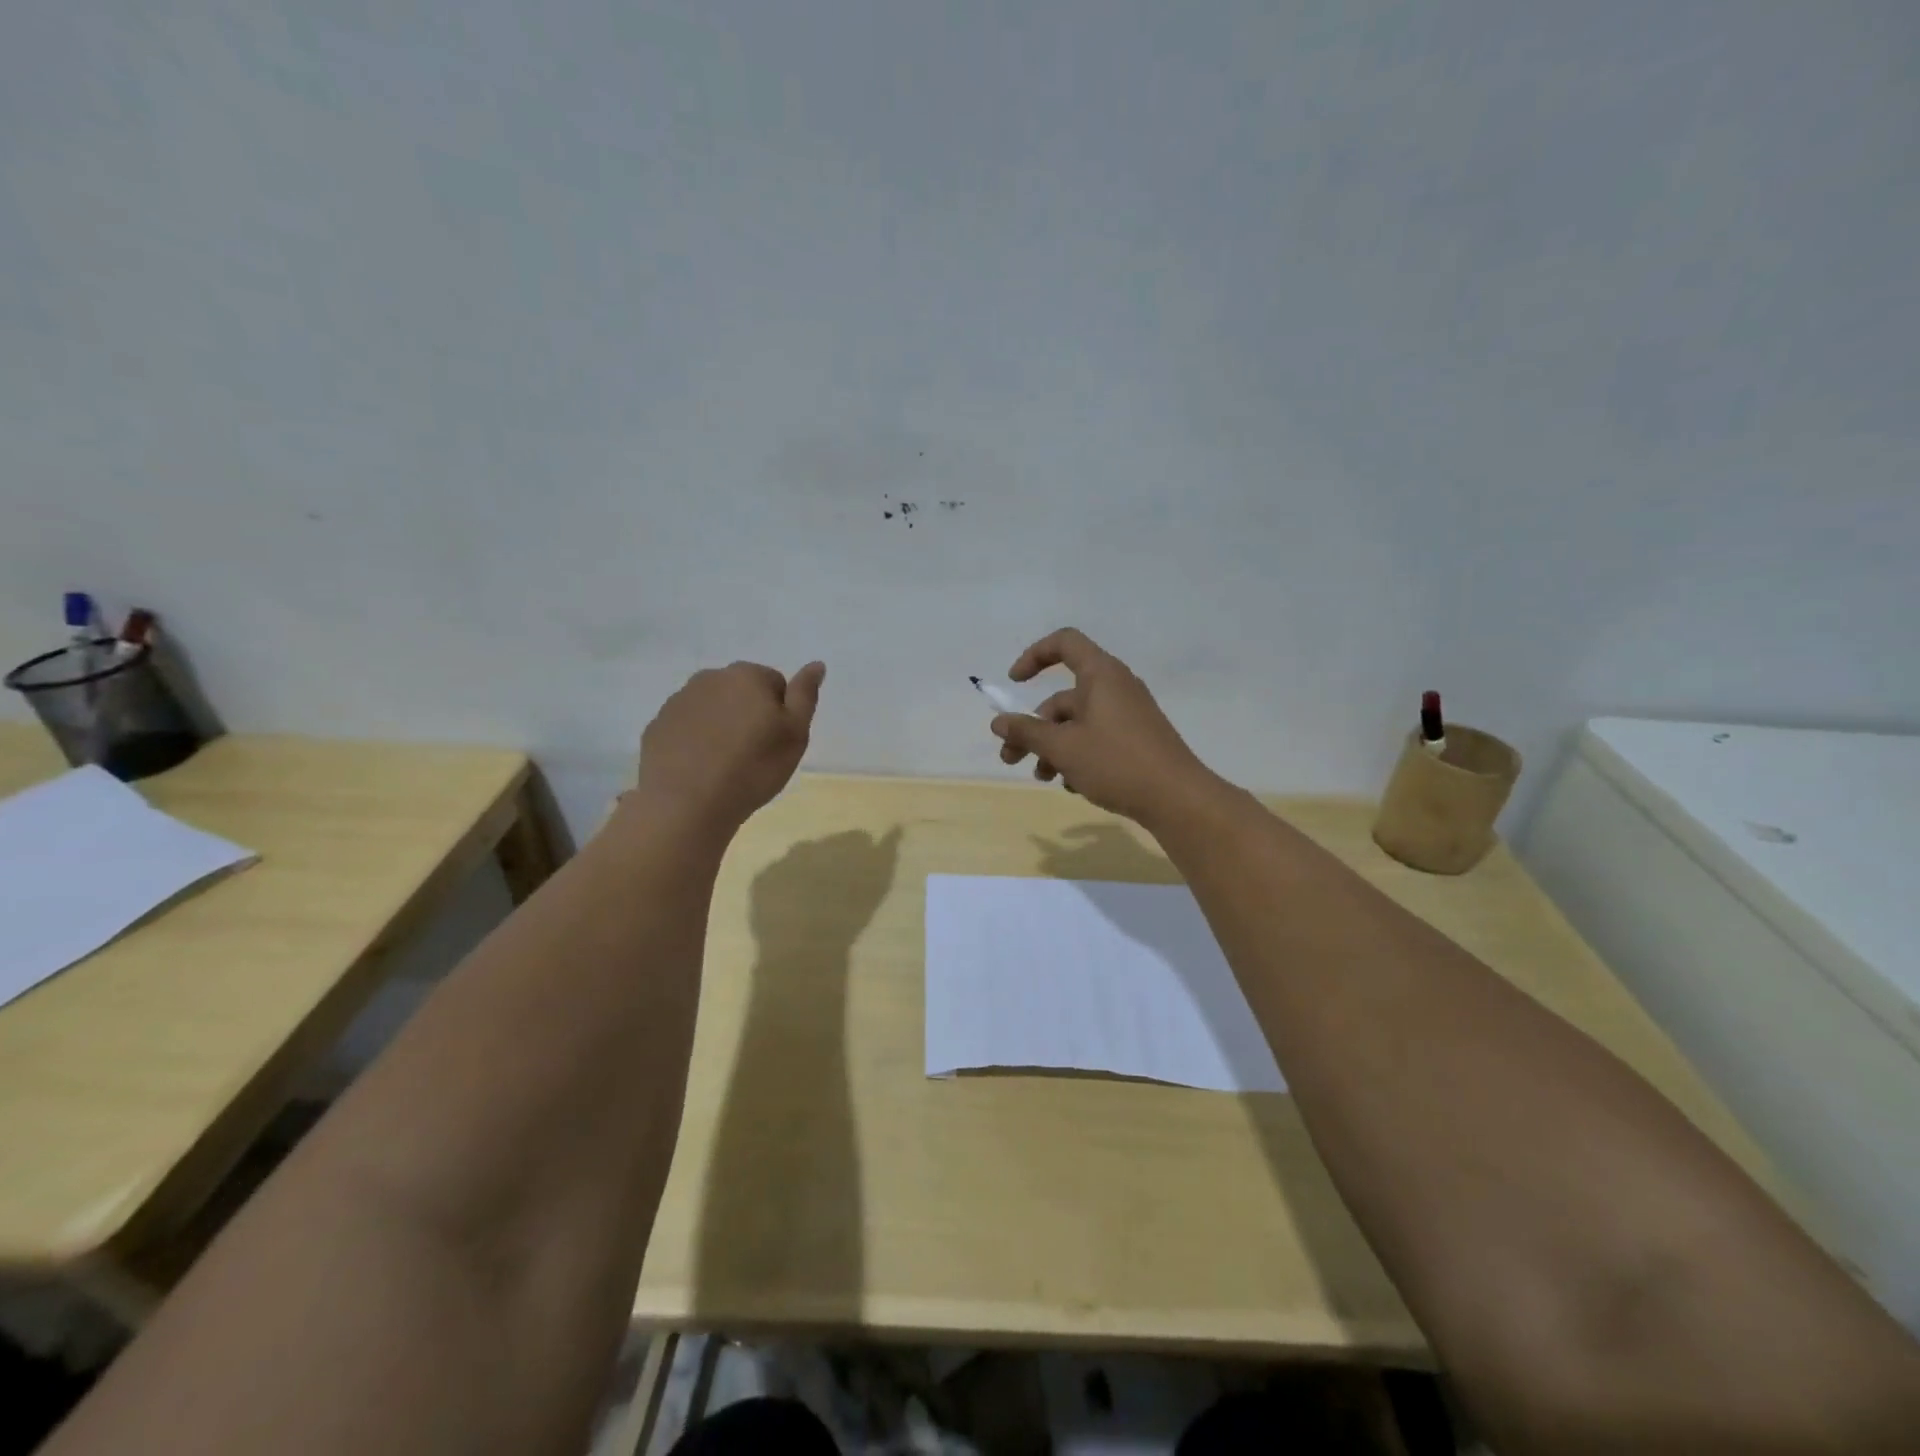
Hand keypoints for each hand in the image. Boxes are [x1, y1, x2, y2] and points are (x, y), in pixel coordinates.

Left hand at [635, 660, 824, 831]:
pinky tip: (700, 768)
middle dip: (748, 713)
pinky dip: (695, 739)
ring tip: (726, 762)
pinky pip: (686, 726)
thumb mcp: (795, 734)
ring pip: (711, 707)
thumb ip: (805, 695)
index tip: (776, 740)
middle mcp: (709, 678)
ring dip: (721, 725)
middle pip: (740, 691)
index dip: (780, 712)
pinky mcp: (657, 726)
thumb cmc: (753, 768)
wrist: (688, 803)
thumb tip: (816, 664)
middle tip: (754, 752)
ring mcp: (678, 701)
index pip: (775, 683)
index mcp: (747, 676)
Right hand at [991, 629, 1218, 825]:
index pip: (1064, 643)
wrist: (1177, 799)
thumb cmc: (1116, 763)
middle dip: (1033, 727)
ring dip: (1053, 748)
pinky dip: (1078, 756)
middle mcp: (1116, 688)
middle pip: (1063, 697)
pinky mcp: (1137, 740)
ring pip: (1078, 723)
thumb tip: (998, 721)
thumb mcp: (1062, 748)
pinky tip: (1072, 786)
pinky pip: (1097, 738)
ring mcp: (1129, 715)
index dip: (1034, 656)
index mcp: (1101, 675)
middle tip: (1011, 758)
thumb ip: (1026, 732)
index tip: (1014, 683)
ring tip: (1043, 778)